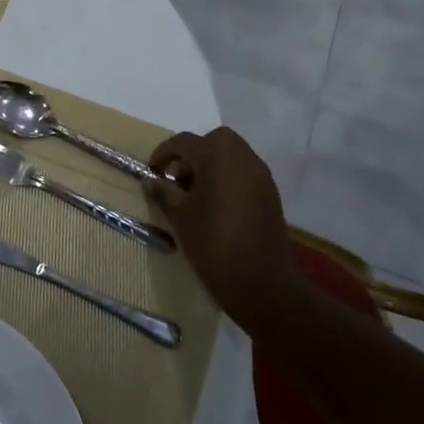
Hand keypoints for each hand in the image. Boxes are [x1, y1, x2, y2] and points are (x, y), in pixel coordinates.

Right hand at [149, 128, 295, 325]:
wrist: (261, 283)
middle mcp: (242, 158)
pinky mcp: (271, 195)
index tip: (152, 171)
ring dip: (213, 164)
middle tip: (179, 177)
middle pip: (215, 140)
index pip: (184, 142)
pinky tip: (216, 205)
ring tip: (196, 193)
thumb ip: (164, 192)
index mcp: (217, 157)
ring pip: (233, 155)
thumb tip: (151, 180)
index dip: (163, 154)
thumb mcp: (180, 216)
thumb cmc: (212, 243)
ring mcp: (261, 176)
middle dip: (194, 152)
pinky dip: (229, 178)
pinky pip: (245, 173)